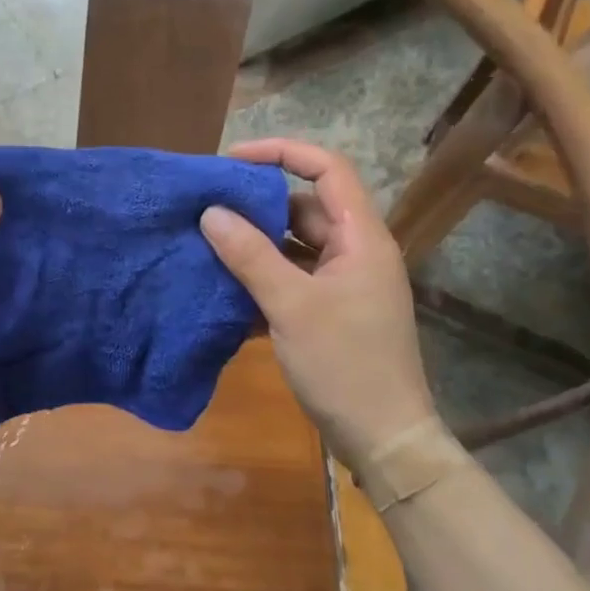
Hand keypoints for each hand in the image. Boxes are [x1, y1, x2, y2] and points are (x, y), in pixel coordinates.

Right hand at [200, 138, 436, 466]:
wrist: (383, 438)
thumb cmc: (345, 365)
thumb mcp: (291, 306)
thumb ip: (250, 256)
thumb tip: (211, 213)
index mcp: (361, 238)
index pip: (327, 169)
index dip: (282, 152)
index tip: (232, 160)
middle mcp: (355, 252)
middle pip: (305, 206)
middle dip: (257, 204)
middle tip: (208, 207)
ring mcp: (344, 284)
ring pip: (294, 245)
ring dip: (255, 244)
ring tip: (206, 244)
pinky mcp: (330, 312)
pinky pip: (291, 278)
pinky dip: (261, 277)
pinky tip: (224, 287)